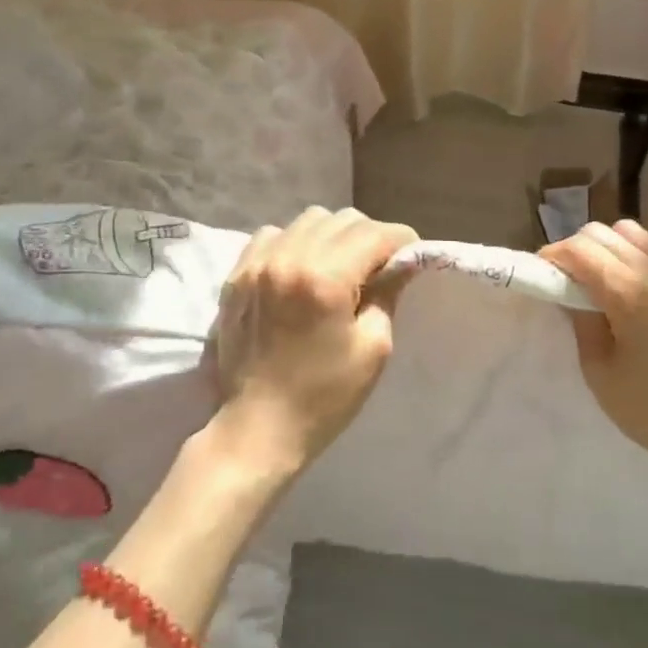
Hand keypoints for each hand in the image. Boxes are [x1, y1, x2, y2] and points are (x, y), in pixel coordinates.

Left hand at [210, 206, 417, 478]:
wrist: (257, 428)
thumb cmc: (324, 396)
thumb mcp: (373, 348)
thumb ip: (388, 294)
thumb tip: (401, 262)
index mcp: (325, 277)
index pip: (374, 233)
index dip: (401, 241)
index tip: (410, 257)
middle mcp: (289, 257)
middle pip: (343, 219)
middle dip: (369, 237)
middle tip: (377, 267)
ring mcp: (258, 263)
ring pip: (308, 219)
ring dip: (332, 235)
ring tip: (338, 266)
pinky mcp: (236, 274)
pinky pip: (273, 234)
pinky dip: (294, 242)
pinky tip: (299, 270)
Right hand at [541, 220, 647, 506]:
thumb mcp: (599, 371)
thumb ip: (580, 320)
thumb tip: (569, 290)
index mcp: (628, 292)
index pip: (578, 249)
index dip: (552, 256)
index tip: (542, 275)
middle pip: (602, 232)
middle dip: (577, 250)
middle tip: (568, 281)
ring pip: (631, 232)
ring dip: (608, 247)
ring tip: (602, 280)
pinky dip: (636, 255)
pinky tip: (635, 288)